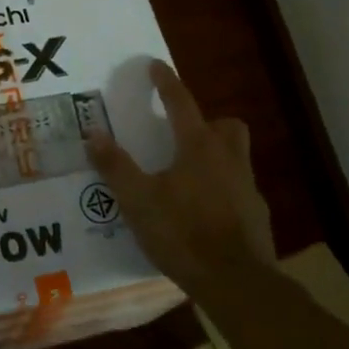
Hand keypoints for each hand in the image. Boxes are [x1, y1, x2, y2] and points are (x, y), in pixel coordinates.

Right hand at [86, 60, 277, 303]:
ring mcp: (247, 188)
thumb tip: (93, 134)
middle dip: (207, 122)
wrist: (237, 283)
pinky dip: (222, 191)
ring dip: (216, 155)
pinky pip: (238, 190)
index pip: (181, 102)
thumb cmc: (183, 233)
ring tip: (189, 174)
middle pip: (226, 126)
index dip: (165, 82)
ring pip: (236, 157)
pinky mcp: (256, 216)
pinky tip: (203, 211)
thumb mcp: (138, 200)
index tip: (155, 65)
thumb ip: (115, 166)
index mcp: (199, 147)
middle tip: (183, 133)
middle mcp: (228, 159)